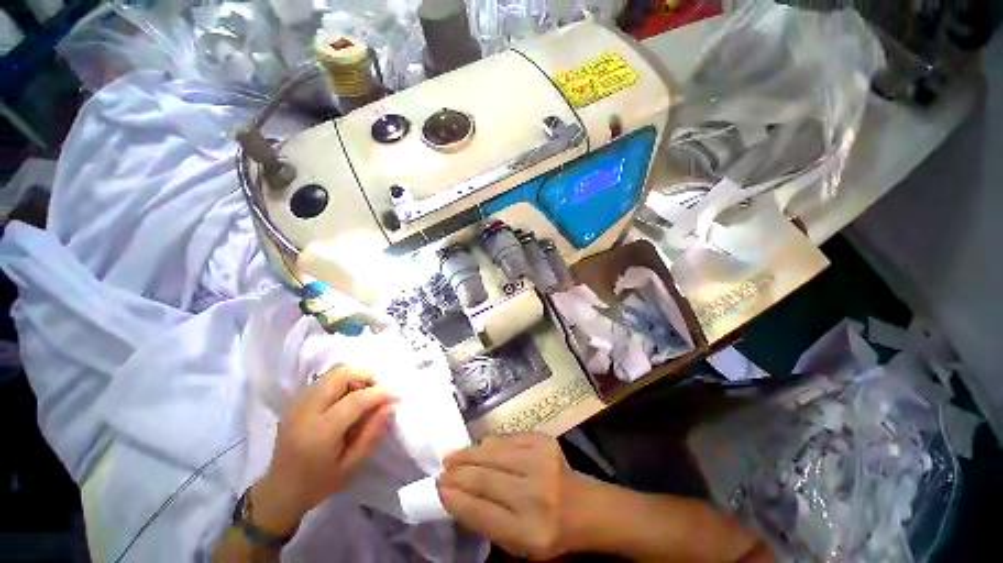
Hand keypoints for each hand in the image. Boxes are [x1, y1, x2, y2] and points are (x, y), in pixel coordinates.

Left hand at [253, 365, 396, 534]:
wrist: (279, 491)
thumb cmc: (318, 483)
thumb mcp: (352, 466)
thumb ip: (372, 434)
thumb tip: (389, 406)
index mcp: (320, 433)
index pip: (355, 400)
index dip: (379, 393)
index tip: (395, 395)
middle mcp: (306, 412)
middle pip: (340, 374)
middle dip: (365, 375)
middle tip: (376, 391)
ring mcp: (297, 404)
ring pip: (332, 372)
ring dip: (354, 377)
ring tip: (362, 395)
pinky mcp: (295, 401)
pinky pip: (324, 380)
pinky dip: (341, 382)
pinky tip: (346, 399)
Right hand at [438, 433, 587, 559]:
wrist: (584, 505)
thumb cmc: (547, 530)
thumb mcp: (516, 543)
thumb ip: (485, 520)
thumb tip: (453, 493)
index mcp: (528, 531)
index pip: (480, 512)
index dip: (455, 498)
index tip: (438, 488)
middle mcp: (535, 494)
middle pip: (484, 478)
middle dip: (457, 473)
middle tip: (442, 469)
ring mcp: (541, 461)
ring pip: (493, 452)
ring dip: (469, 453)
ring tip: (453, 456)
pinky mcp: (543, 440)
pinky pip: (507, 438)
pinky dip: (489, 444)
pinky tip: (480, 448)